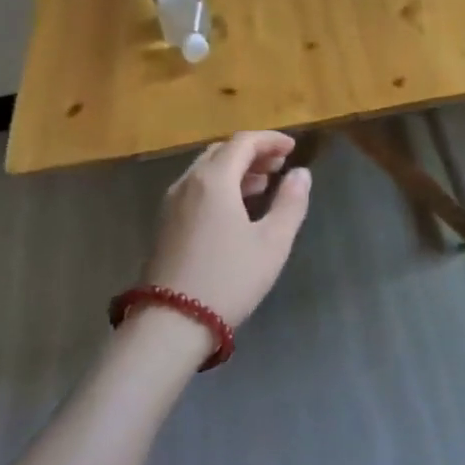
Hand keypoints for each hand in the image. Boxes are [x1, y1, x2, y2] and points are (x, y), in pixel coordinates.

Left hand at [141, 131, 312, 339]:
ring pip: (206, 171)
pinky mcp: (164, 224)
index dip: (270, 140)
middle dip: (252, 152)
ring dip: (235, 170)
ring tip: (263, 184)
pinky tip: (236, 209)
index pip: (243, 142)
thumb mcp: (272, 242)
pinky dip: (219, 186)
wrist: (171, 323)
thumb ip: (290, 203)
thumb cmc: (228, 279)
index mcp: (214, 180)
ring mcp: (171, 204)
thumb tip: (301, 173)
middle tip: (279, 165)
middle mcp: (188, 183)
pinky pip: (195, 189)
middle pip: (221, 152)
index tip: (293, 148)